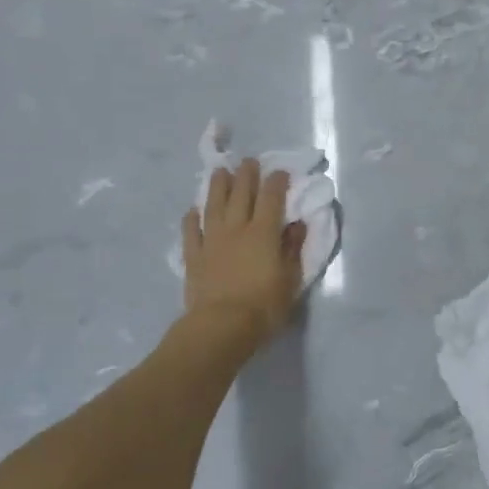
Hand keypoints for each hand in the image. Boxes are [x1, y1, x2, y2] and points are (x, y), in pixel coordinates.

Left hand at [182, 160, 304, 350]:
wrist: (221, 326)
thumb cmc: (263, 306)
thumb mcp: (290, 279)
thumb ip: (293, 248)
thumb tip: (297, 224)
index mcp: (264, 233)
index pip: (272, 198)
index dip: (276, 182)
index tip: (280, 171)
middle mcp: (237, 228)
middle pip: (241, 194)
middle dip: (246, 174)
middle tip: (249, 161)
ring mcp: (212, 240)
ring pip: (214, 205)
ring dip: (217, 186)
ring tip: (220, 171)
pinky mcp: (194, 256)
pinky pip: (191, 231)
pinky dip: (192, 218)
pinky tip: (193, 210)